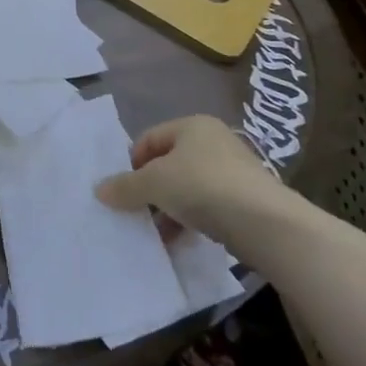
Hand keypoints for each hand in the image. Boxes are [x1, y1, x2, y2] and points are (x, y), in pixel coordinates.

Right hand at [93, 115, 285, 234]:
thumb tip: (99, 190)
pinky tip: (182, 240)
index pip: (149, 139)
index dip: (131, 163)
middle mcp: (214, 141)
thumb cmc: (203, 187)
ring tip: (158, 232)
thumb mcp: (154, 184)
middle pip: (168, 163)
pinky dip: (191, 220)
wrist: (267, 224)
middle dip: (150, 189)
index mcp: (192, 125)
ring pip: (188, 187)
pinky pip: (209, 206)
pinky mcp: (247, 199)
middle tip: (137, 212)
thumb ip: (125, 186)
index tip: (124, 191)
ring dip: (169, 208)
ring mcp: (234, 170)